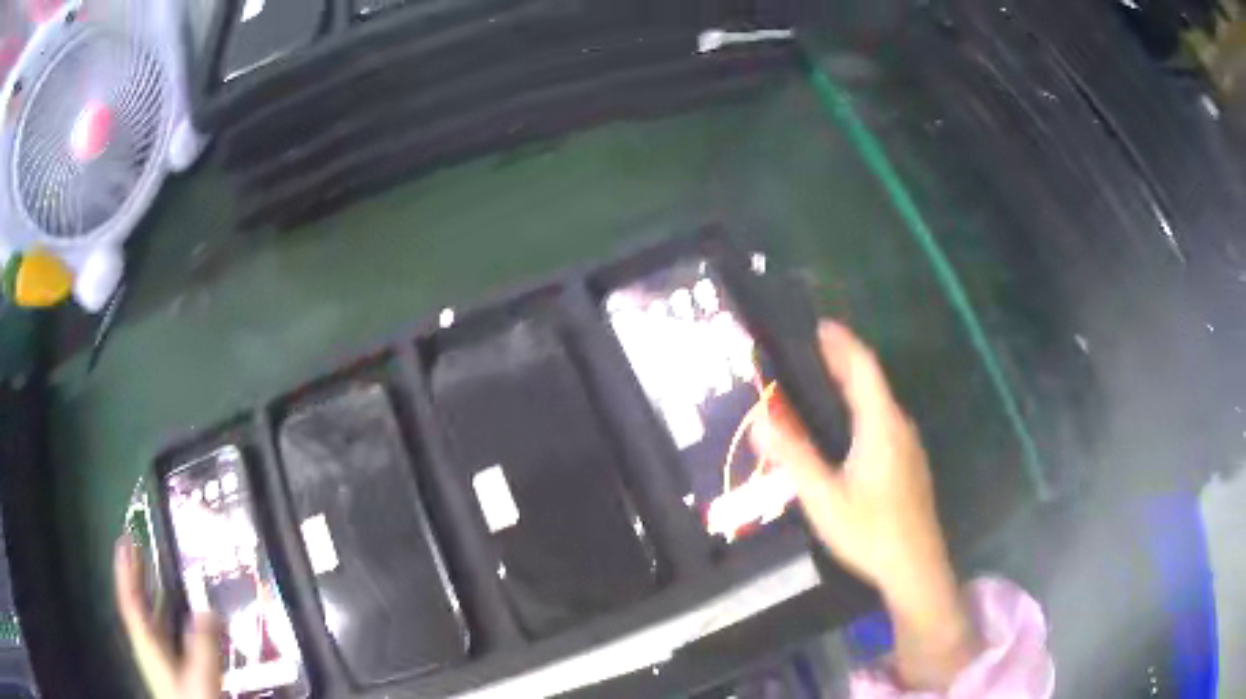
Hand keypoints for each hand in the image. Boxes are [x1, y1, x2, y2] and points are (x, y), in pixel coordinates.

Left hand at [114, 536, 222, 698]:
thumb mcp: (200, 679)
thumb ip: (202, 646)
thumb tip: (207, 608)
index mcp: (147, 646)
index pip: (131, 601)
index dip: (126, 571)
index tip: (126, 540)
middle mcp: (150, 649)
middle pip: (139, 607)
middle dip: (139, 577)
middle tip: (142, 547)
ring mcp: (162, 662)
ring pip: (154, 622)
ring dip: (156, 597)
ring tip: (163, 576)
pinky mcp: (176, 673)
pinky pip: (168, 636)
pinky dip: (171, 620)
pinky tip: (186, 620)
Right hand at [751, 321, 978, 689]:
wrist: (915, 565)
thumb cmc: (870, 530)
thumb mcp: (823, 497)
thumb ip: (793, 457)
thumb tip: (759, 420)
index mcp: (881, 425)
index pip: (863, 368)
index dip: (842, 343)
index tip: (819, 326)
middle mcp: (899, 426)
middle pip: (872, 382)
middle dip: (843, 361)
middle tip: (811, 352)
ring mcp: (908, 445)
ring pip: (879, 403)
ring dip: (853, 386)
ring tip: (822, 384)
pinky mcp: (909, 463)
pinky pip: (883, 422)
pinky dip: (861, 409)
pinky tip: (846, 429)